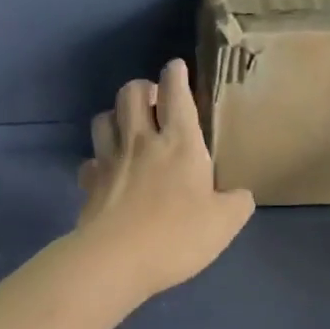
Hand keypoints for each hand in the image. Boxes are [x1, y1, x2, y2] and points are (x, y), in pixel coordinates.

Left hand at [74, 59, 254, 302]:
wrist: (117, 260)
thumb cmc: (177, 236)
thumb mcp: (225, 223)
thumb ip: (237, 203)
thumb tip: (240, 196)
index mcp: (180, 142)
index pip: (176, 92)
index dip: (176, 74)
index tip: (177, 68)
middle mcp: (141, 141)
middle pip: (131, 93)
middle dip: (143, 88)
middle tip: (154, 101)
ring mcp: (110, 160)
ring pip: (103, 118)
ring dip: (116, 115)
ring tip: (127, 127)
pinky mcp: (90, 183)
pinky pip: (89, 160)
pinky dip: (97, 160)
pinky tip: (107, 172)